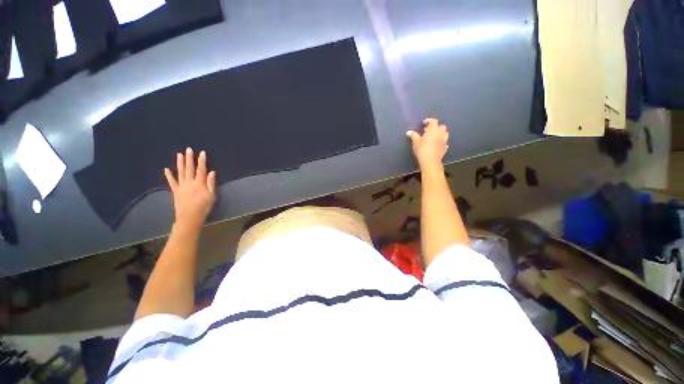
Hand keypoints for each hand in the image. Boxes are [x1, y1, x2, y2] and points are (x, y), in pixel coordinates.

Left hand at [164, 148, 216, 229]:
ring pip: (180, 172)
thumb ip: (211, 183)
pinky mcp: (176, 191)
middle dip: (189, 159)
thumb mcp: (212, 196)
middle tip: (188, 149)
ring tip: (179, 154)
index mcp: (199, 184)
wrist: (189, 217)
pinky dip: (169, 175)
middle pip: (189, 169)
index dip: (202, 161)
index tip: (202, 152)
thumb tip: (212, 172)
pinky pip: (172, 182)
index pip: (201, 170)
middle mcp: (189, 182)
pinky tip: (166, 169)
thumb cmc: (203, 207)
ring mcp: (181, 186)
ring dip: (180, 163)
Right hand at [406, 117, 449, 169]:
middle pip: (441, 126)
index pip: (433, 121)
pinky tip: (437, 144)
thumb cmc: (422, 149)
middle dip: (436, 126)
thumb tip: (409, 132)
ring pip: (445, 133)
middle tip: (429, 130)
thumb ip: (413, 135)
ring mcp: (444, 141)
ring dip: (440, 133)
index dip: (429, 121)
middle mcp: (441, 133)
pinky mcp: (445, 148)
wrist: (430, 161)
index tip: (424, 123)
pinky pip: (444, 142)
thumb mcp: (415, 142)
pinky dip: (441, 142)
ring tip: (434, 136)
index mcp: (433, 129)